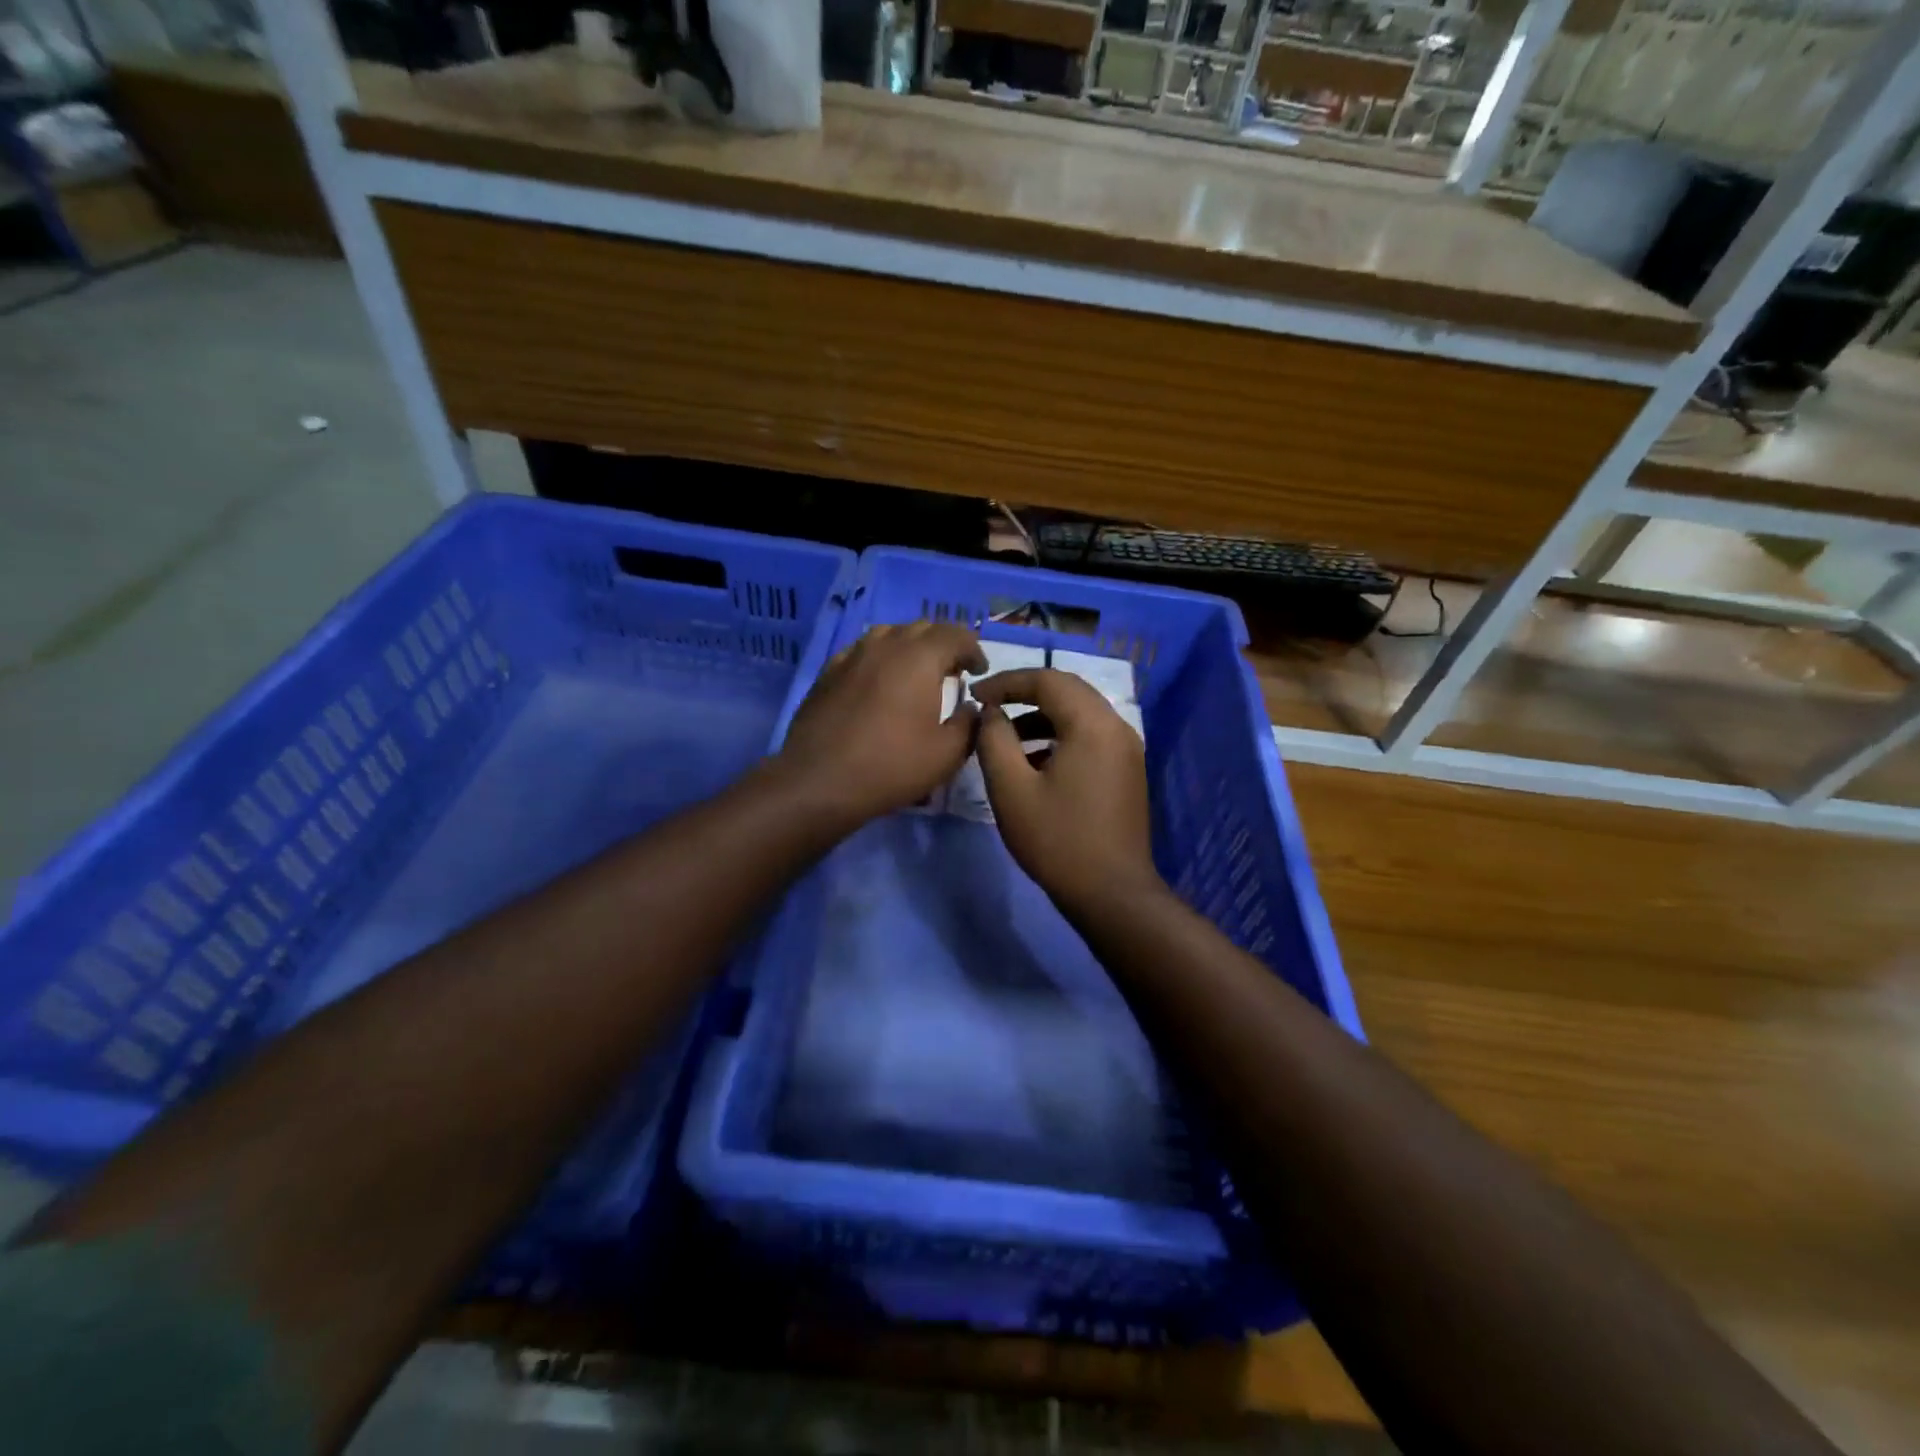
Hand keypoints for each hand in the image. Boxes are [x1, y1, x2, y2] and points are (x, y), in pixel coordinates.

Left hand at [776, 621, 986, 828]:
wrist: (819, 780)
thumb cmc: (891, 766)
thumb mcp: (947, 754)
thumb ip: (969, 724)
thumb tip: (971, 707)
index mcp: (920, 657)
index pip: (956, 634)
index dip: (973, 650)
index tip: (978, 672)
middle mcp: (886, 644)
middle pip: (923, 628)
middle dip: (944, 645)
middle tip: (952, 672)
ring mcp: (852, 655)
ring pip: (889, 634)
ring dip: (910, 647)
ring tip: (916, 673)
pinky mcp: (828, 671)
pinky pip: (862, 651)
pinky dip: (880, 659)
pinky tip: (879, 682)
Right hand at [971, 668, 1161, 916]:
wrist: (1111, 894)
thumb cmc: (1057, 840)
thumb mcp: (1011, 789)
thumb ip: (994, 740)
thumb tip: (991, 713)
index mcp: (1092, 724)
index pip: (1047, 679)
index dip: (1007, 681)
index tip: (975, 695)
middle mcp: (1117, 727)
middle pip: (1068, 691)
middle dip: (1025, 694)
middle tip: (989, 708)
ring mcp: (1127, 750)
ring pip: (1080, 715)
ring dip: (1041, 718)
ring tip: (1004, 740)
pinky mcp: (1127, 771)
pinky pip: (1090, 737)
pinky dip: (1059, 738)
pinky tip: (1033, 764)